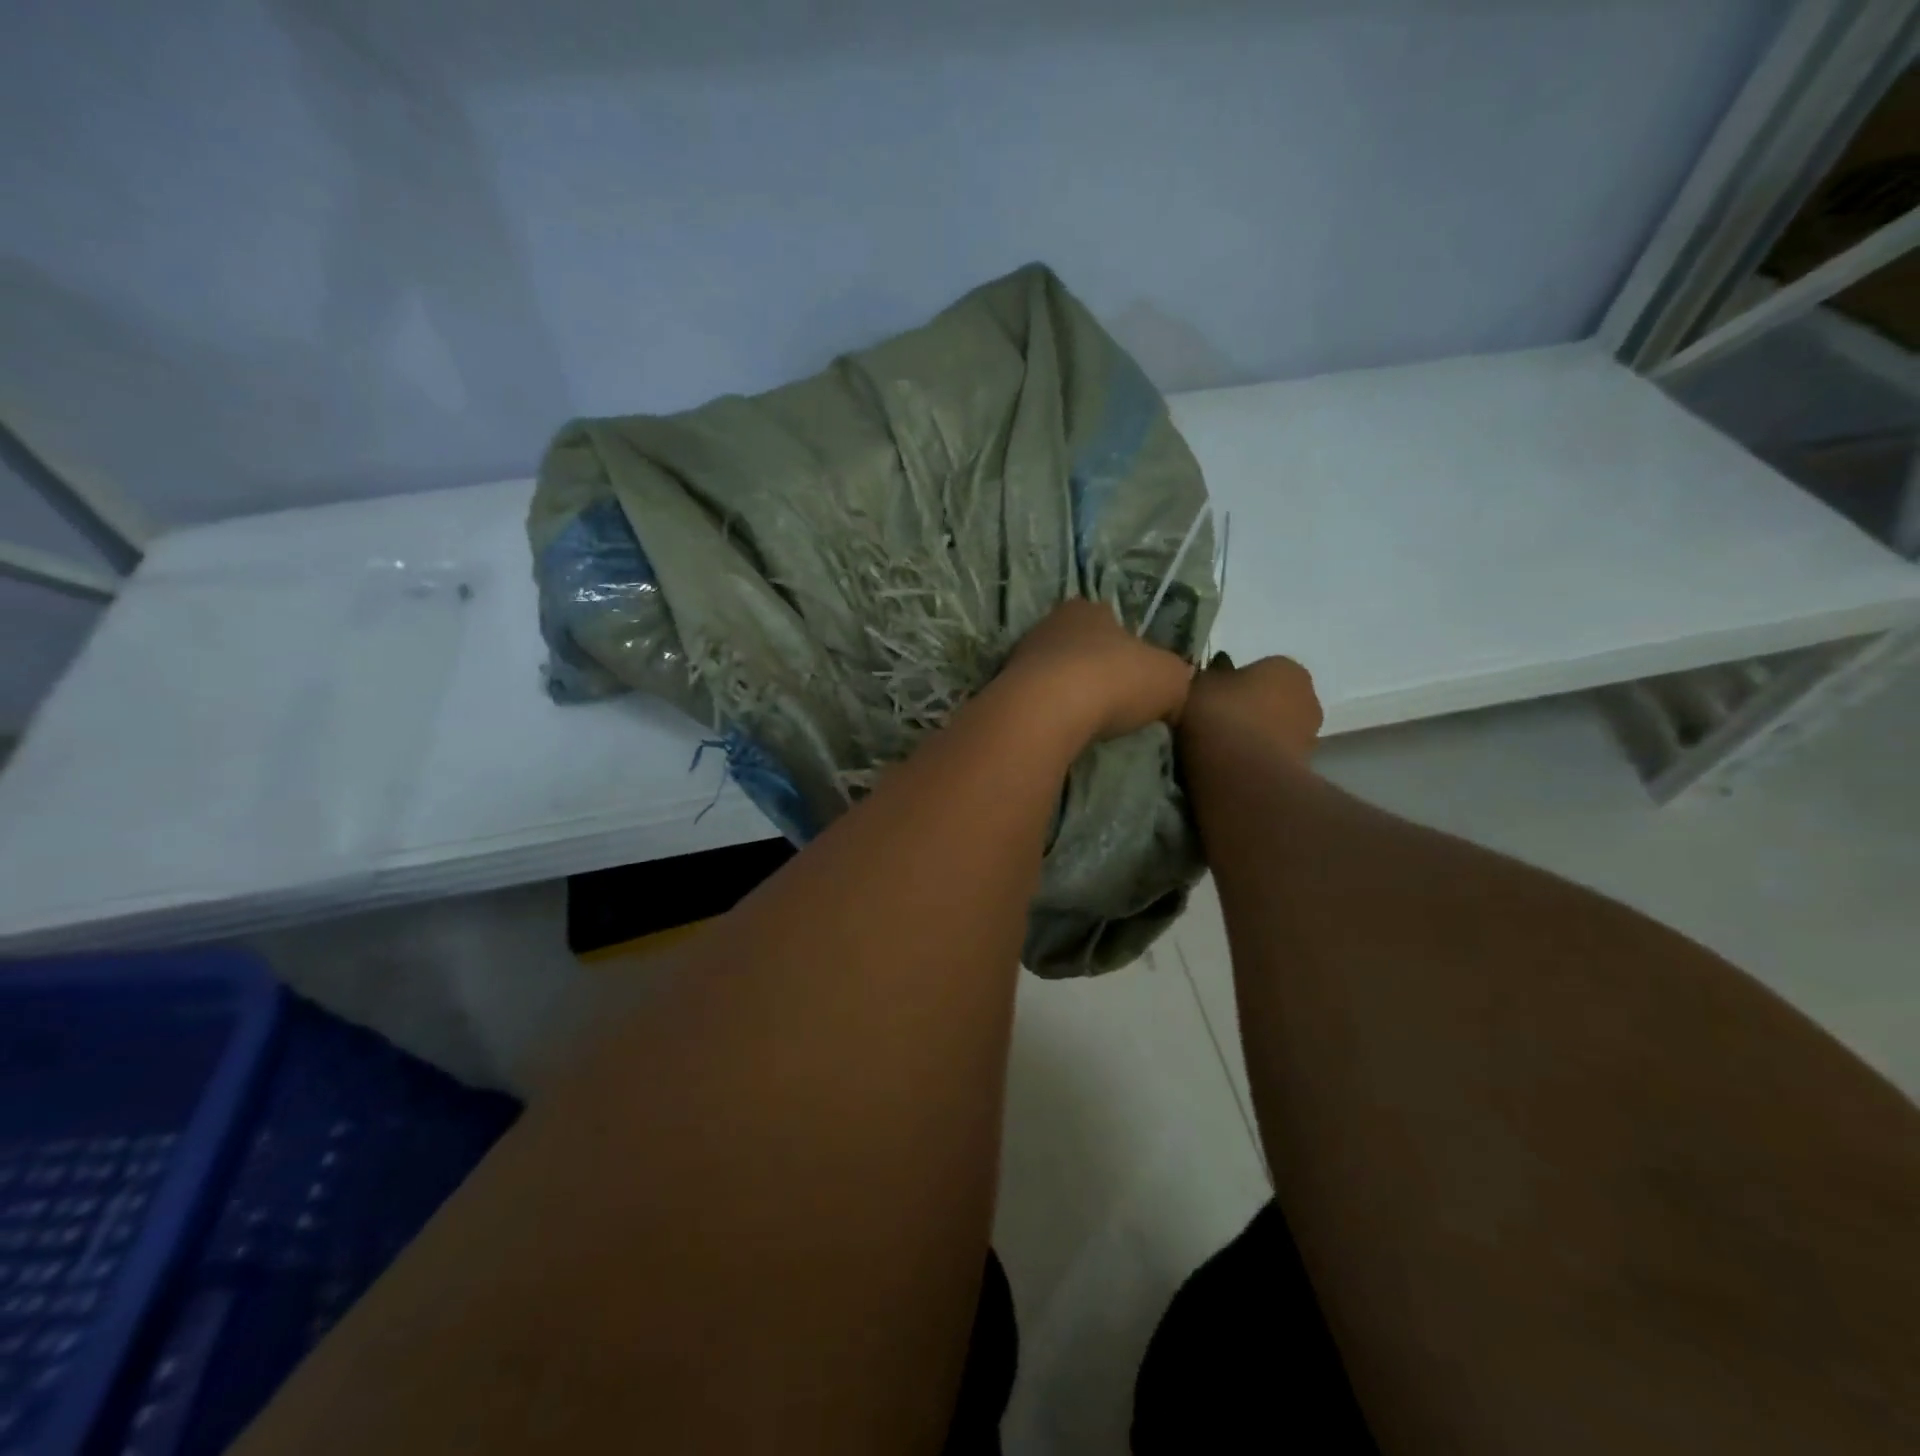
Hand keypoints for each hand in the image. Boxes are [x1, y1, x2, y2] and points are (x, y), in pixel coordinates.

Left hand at [997, 598, 1193, 743]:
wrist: (1048, 709)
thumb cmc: (1115, 680)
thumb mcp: (1171, 678)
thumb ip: (1175, 678)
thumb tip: (1172, 691)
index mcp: (1089, 609)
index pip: (1110, 621)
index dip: (1126, 648)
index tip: (1134, 677)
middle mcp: (1051, 623)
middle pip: (1078, 646)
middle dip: (1092, 669)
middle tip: (1111, 701)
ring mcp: (1022, 655)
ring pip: (1052, 672)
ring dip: (1066, 693)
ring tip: (1085, 722)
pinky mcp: (1003, 688)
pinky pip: (1034, 700)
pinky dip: (1047, 712)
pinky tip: (1060, 730)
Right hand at [1181, 651, 1322, 765]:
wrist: (1241, 775)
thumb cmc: (1221, 716)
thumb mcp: (1200, 684)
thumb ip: (1211, 676)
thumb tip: (1217, 672)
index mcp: (1287, 668)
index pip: (1261, 669)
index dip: (1234, 683)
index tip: (1213, 697)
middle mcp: (1308, 697)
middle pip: (1272, 700)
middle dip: (1250, 709)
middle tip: (1217, 722)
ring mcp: (1309, 736)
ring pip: (1274, 730)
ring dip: (1254, 736)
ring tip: (1222, 749)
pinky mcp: (1303, 769)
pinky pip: (1272, 757)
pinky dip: (1256, 759)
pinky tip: (1232, 767)